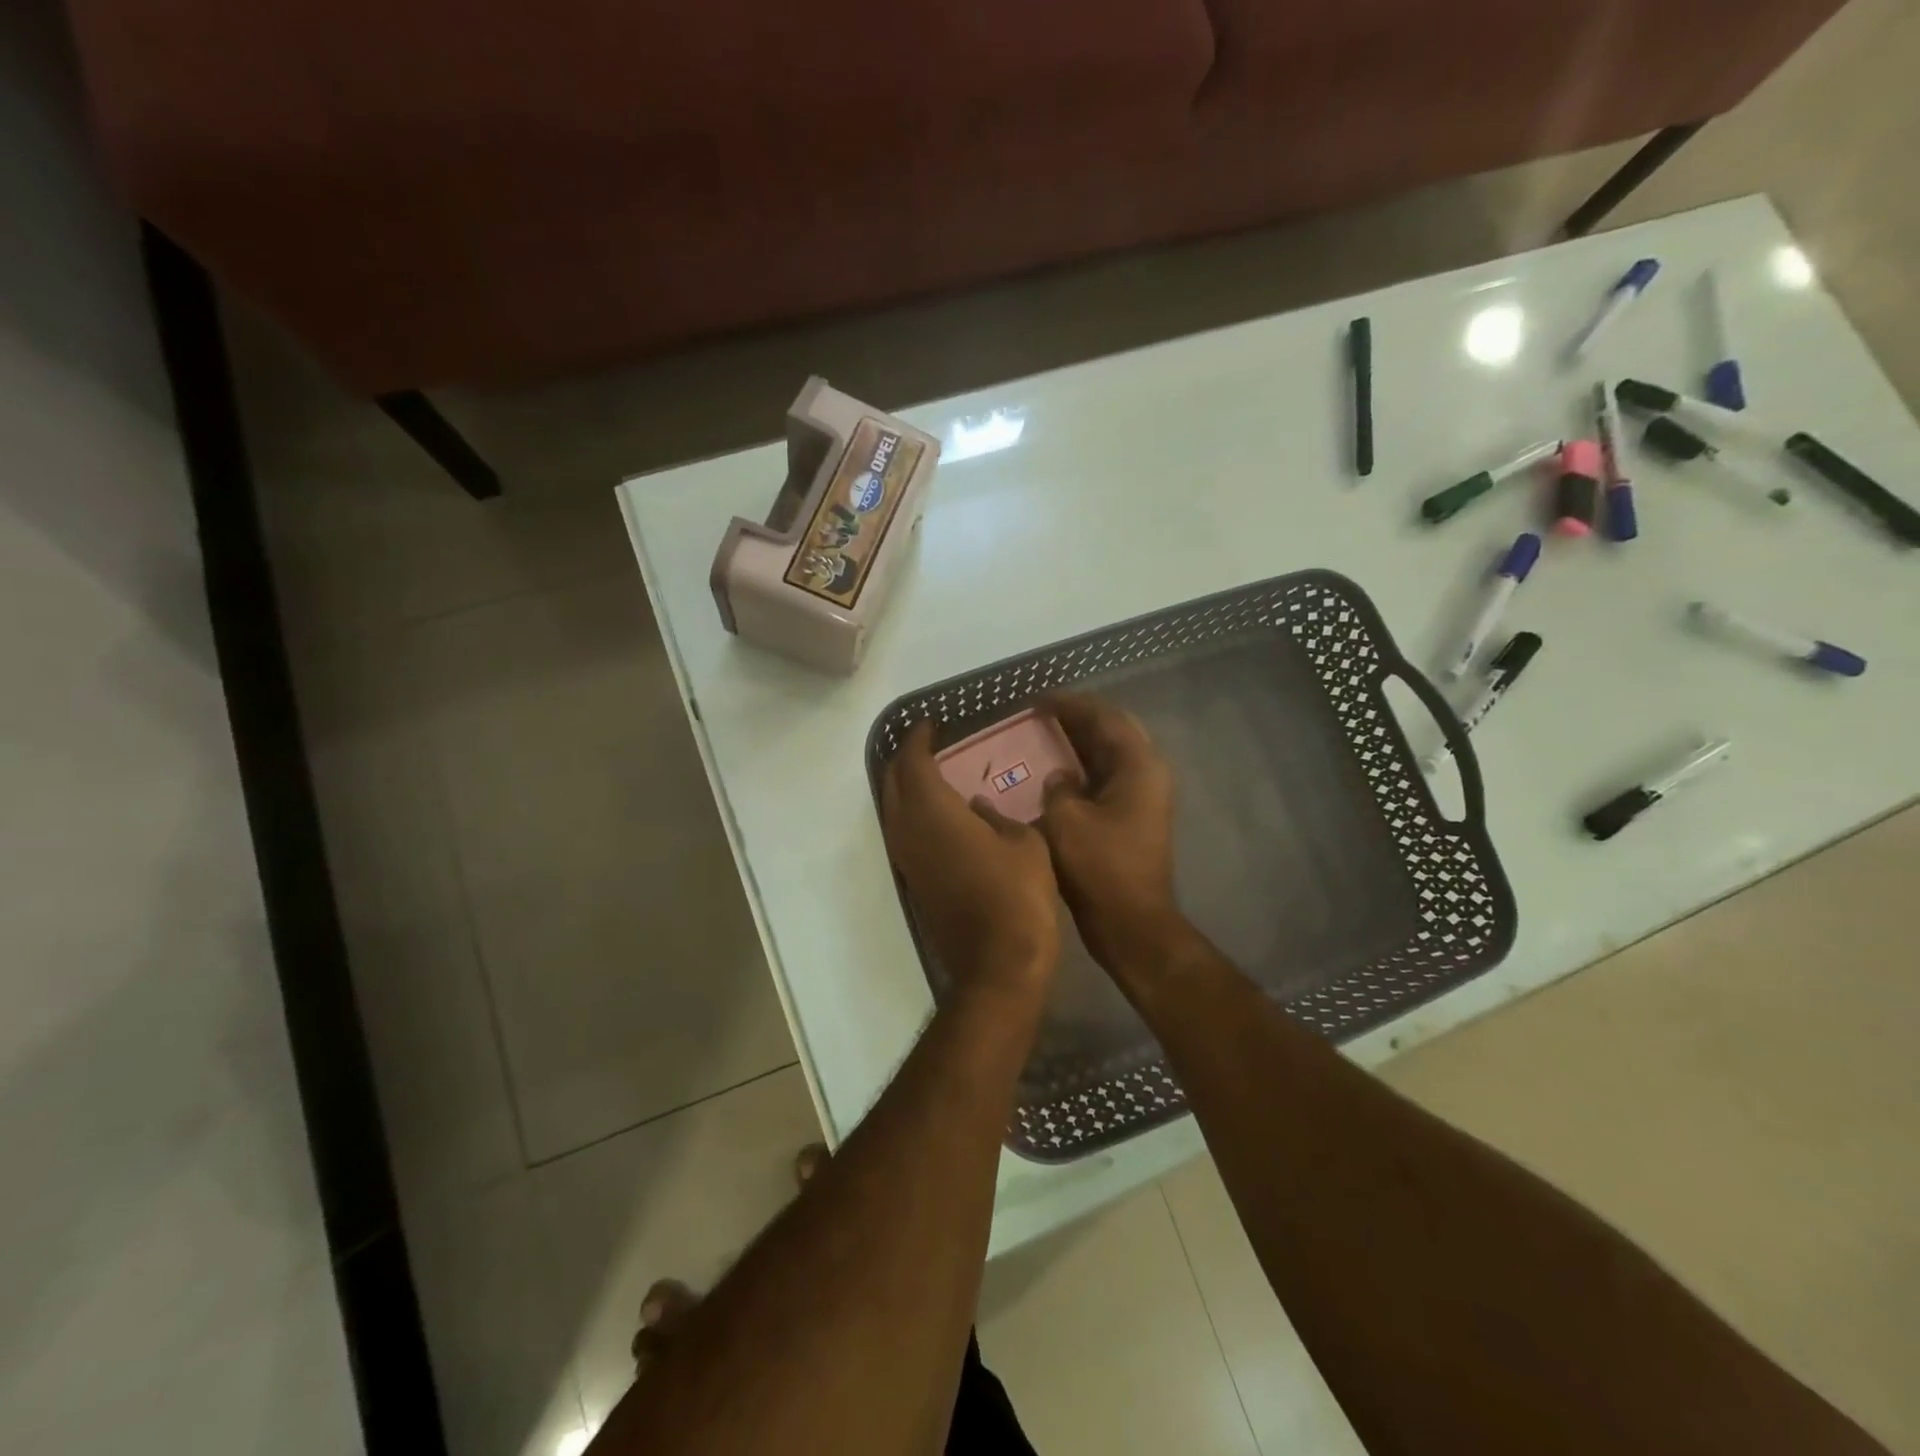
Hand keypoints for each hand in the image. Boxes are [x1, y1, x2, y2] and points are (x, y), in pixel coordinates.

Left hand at [880, 721, 1060, 1001]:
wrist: (998, 962)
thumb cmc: (1017, 894)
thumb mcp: (1024, 842)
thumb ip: (998, 816)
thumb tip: (979, 806)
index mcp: (934, 811)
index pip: (914, 762)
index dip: (919, 739)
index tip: (931, 724)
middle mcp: (908, 830)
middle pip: (893, 782)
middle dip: (906, 758)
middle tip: (927, 743)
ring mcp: (907, 858)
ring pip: (892, 808)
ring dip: (903, 785)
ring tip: (927, 770)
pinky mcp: (913, 880)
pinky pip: (901, 831)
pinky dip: (910, 811)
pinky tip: (933, 811)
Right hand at [1038, 693, 1184, 979]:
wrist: (1131, 924)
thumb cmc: (1100, 868)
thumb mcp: (1066, 821)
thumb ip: (1058, 788)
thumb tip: (1060, 778)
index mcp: (1139, 766)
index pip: (1105, 717)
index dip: (1071, 704)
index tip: (1039, 699)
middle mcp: (1148, 774)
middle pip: (1114, 731)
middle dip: (1080, 718)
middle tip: (1044, 712)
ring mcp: (1144, 797)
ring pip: (1111, 755)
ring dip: (1082, 743)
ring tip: (1046, 733)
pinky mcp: (1134, 818)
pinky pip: (1107, 778)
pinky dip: (1084, 769)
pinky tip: (1057, 771)